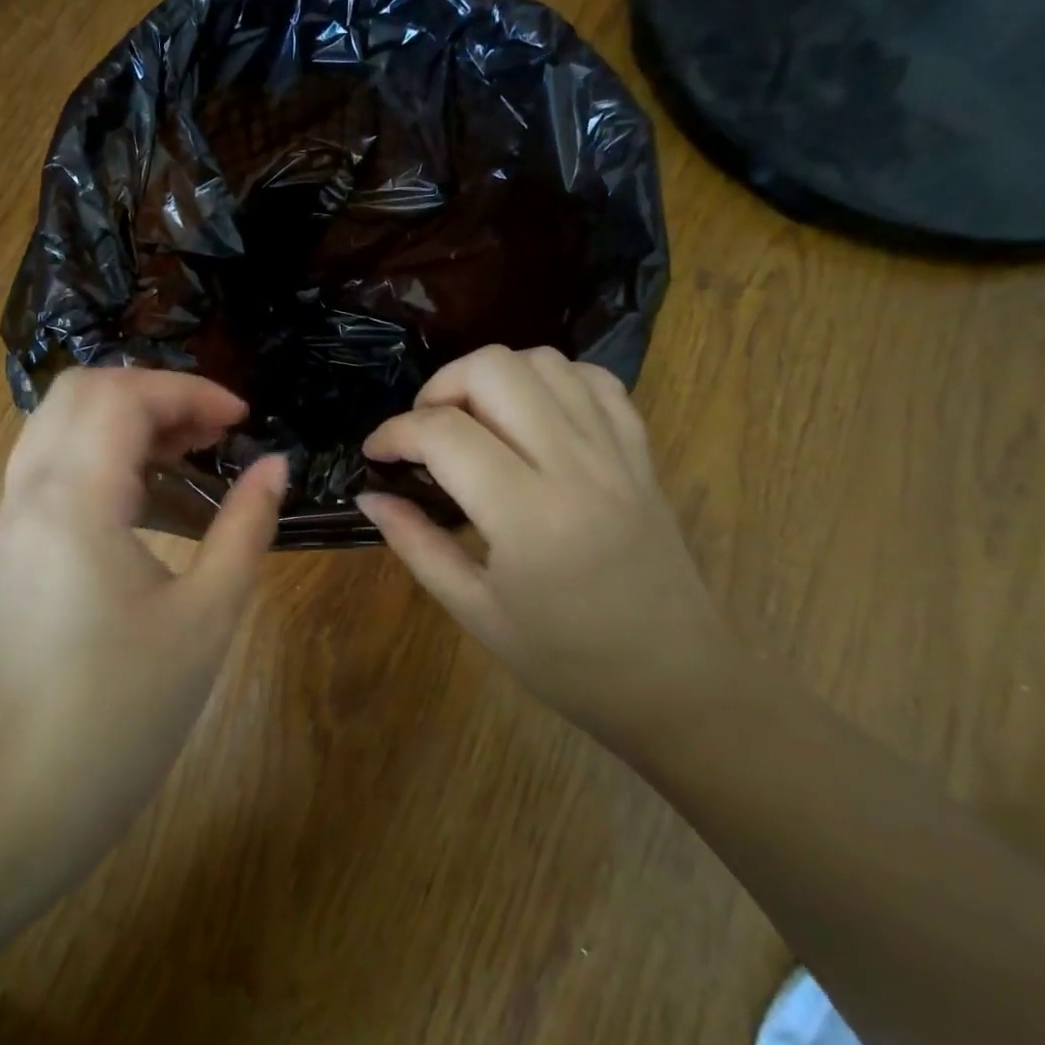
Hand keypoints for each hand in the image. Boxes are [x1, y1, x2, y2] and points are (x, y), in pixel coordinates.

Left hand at [0, 367, 285, 894]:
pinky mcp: (5, 549)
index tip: (241, 421)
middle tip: (212, 430)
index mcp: (74, 502)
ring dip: (124, 418)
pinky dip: (99, 451)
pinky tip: (145, 492)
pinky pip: (48, 464)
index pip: (123, 397)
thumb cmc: (125, 710)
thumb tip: (274, 466)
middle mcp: (27, 494)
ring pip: (58, 423)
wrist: (24, 797)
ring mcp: (6, 521)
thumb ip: (245, 527)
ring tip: (188, 451)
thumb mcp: (206, 616)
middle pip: (80, 391)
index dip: (189, 391)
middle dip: (154, 392)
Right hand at [357, 346, 735, 745]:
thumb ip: (416, 544)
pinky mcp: (640, 452)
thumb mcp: (475, 611)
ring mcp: (615, 452)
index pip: (444, 433)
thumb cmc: (566, 661)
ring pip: (544, 362)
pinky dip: (551, 381)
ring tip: (474, 423)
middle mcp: (574, 465)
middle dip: (441, 386)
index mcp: (527, 515)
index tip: (376, 453)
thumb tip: (369, 497)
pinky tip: (531, 417)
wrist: (675, 682)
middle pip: (494, 369)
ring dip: (493, 378)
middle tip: (425, 431)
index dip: (394, 432)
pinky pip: (594, 381)